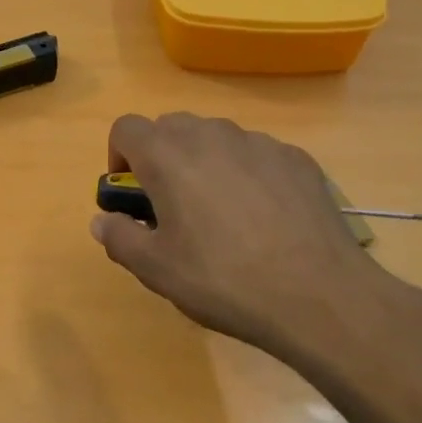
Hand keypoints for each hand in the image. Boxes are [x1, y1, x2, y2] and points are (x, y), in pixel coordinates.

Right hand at [90, 113, 410, 367]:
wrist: (319, 296)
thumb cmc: (224, 280)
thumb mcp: (156, 270)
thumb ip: (119, 237)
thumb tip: (102, 220)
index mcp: (168, 156)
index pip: (126, 127)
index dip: (119, 156)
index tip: (131, 193)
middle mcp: (211, 135)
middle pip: (171, 126)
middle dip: (161, 156)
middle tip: (171, 205)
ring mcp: (259, 143)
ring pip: (216, 137)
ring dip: (204, 162)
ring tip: (220, 213)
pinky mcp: (296, 158)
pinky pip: (256, 154)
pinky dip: (246, 172)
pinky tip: (263, 218)